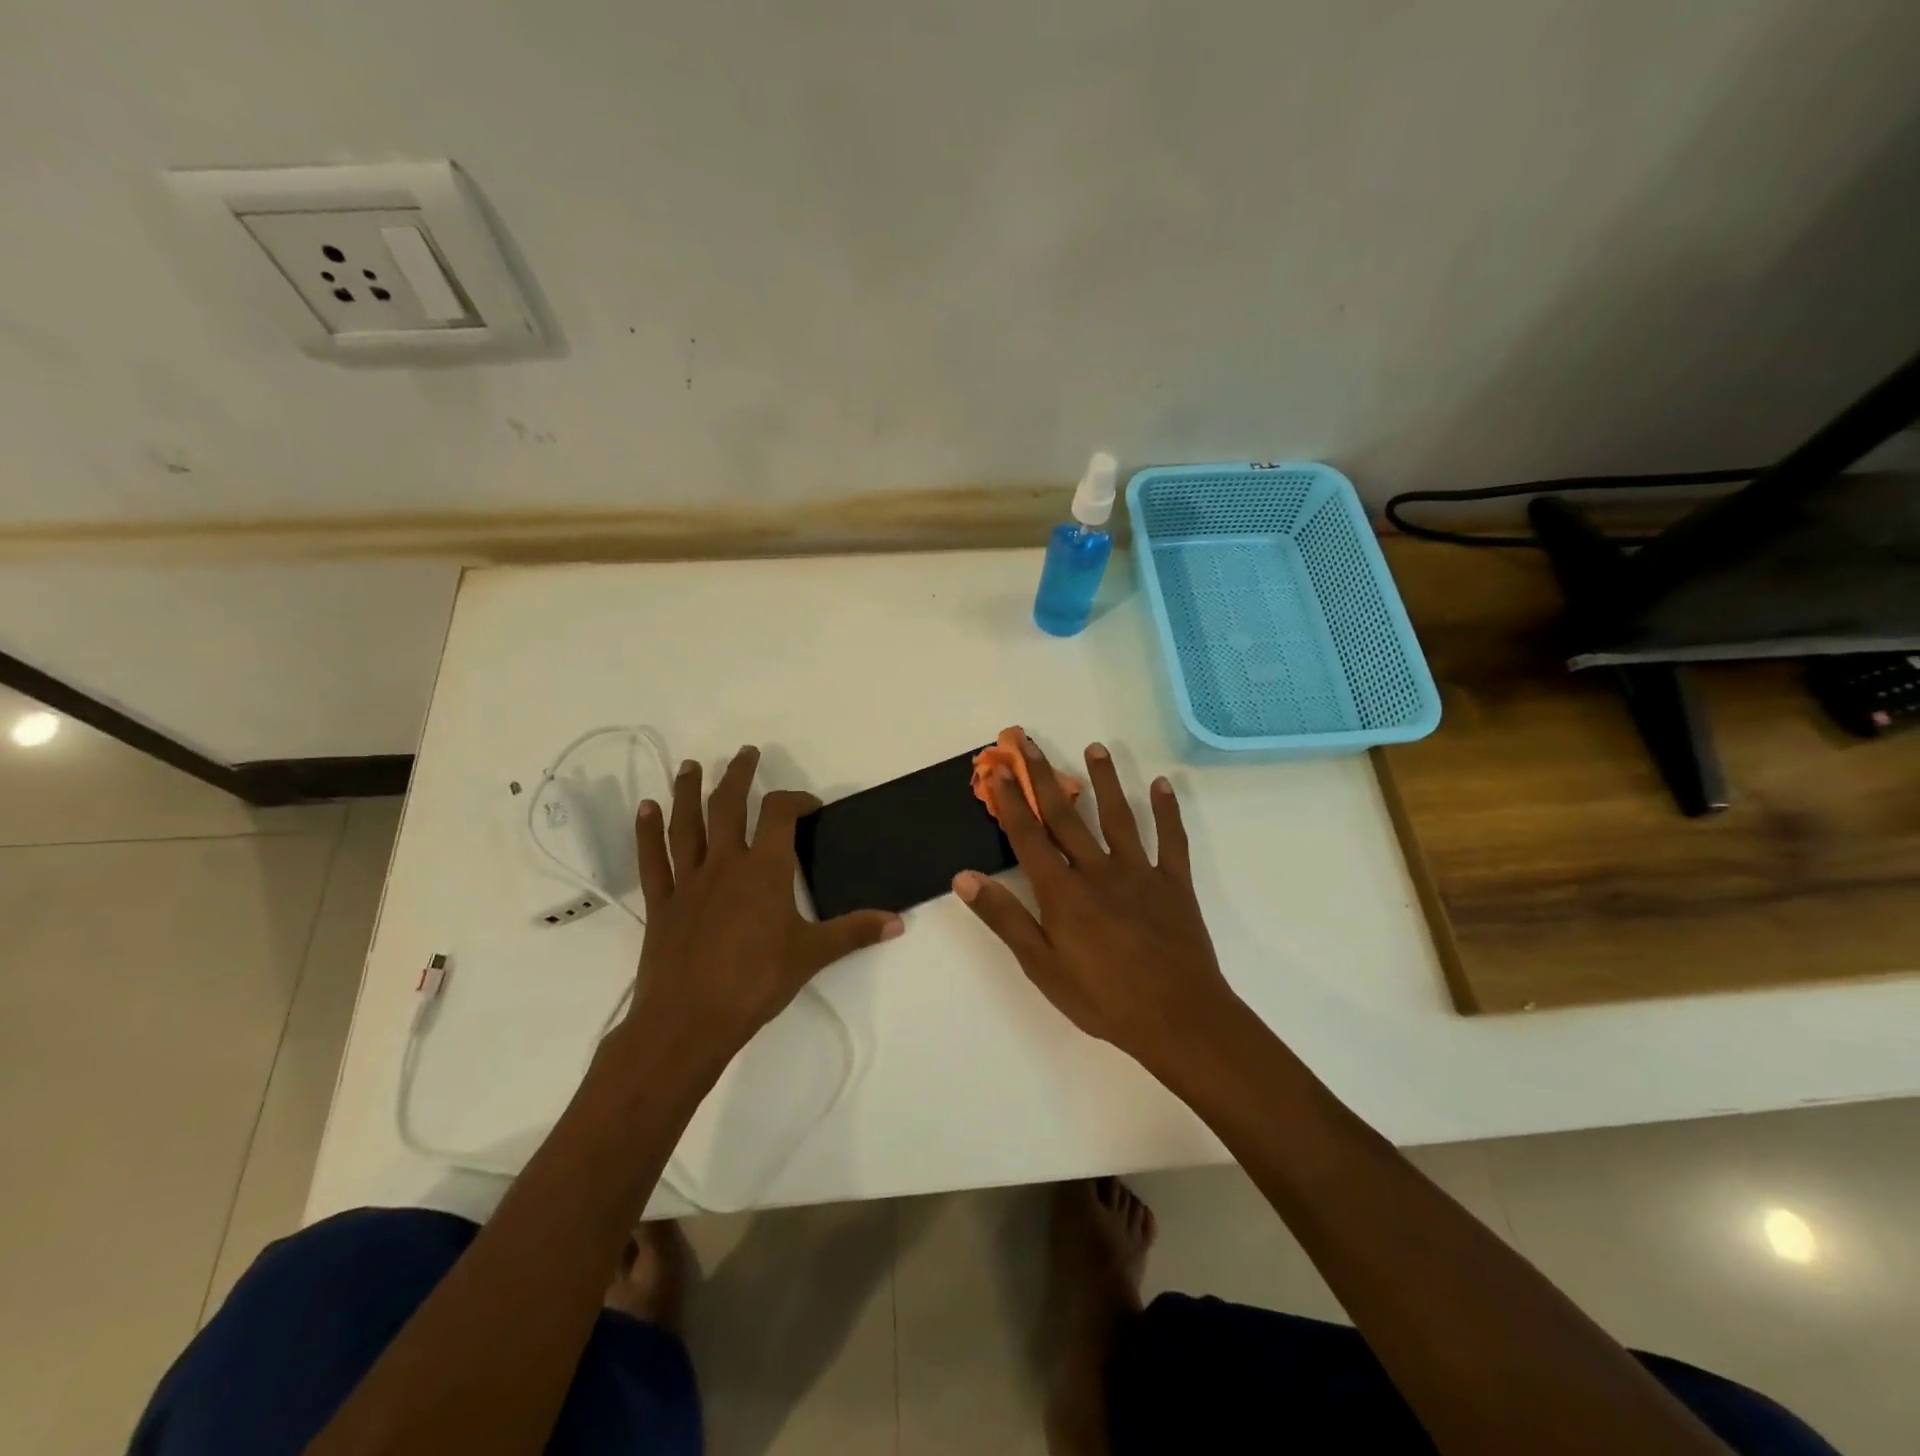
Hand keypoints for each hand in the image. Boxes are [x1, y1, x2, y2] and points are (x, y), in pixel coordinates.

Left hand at [624, 746, 902, 1063]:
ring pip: (687, 824)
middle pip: (728, 805)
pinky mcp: (662, 903)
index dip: (795, 800)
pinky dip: (647, 832)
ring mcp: (689, 881)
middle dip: (738, 775)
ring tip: (690, 765)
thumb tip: (898, 922)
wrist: (689, 1021)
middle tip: (745, 753)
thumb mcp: (812, 955)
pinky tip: (646, 809)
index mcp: (765, 869)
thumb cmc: (755, 983)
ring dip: (689, 791)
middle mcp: (725, 863)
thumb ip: (855, 932)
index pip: (780, 814)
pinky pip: (653, 860)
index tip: (809, 806)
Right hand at [953, 733, 1237, 1065]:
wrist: (1178, 1019)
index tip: (998, 768)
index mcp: (1063, 892)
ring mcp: (1140, 873)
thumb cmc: (1103, 998)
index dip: (1011, 800)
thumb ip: (1005, 919)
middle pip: (1066, 815)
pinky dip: (1166, 811)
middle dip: (1043, 776)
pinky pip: (1171, 840)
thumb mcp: (1042, 966)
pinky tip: (1161, 784)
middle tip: (1028, 741)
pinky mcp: (1174, 883)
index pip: (1029, 836)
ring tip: (1095, 748)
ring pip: (1118, 817)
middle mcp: (1098, 870)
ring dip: (1105, 780)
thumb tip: (964, 877)